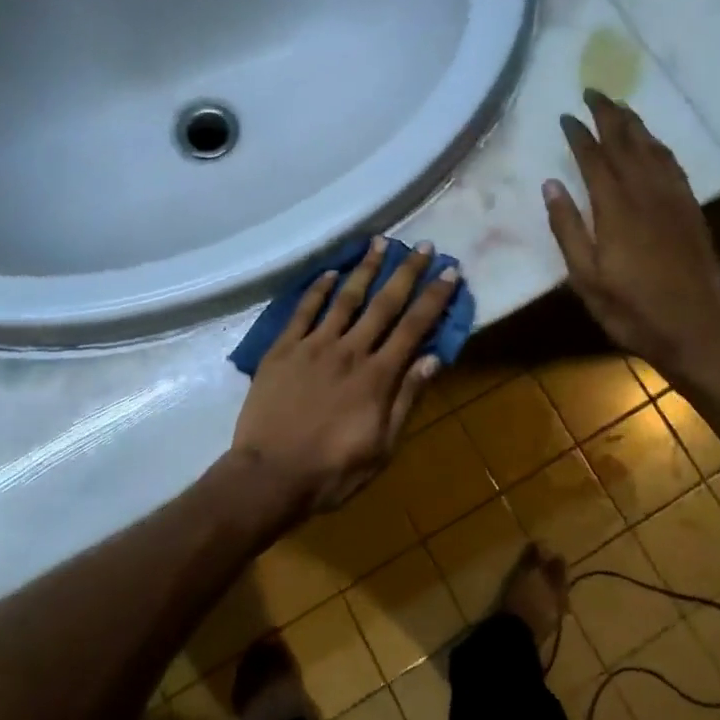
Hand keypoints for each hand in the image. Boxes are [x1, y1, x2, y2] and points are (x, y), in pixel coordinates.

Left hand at [231, 238, 457, 519]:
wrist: (269, 476)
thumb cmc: (332, 471)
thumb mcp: (382, 447)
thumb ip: (406, 400)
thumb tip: (432, 359)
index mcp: (377, 376)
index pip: (414, 328)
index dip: (434, 298)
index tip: (450, 272)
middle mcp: (349, 351)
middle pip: (384, 304)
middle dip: (406, 272)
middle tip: (423, 246)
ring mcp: (313, 346)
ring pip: (344, 299)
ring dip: (365, 269)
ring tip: (379, 242)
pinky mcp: (282, 349)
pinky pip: (303, 311)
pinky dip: (318, 290)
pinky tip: (330, 273)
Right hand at [543, 89, 719, 382]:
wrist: (695, 331)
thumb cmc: (631, 310)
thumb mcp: (586, 279)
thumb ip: (567, 229)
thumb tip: (551, 185)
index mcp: (615, 210)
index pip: (594, 159)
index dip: (579, 135)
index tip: (566, 115)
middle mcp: (646, 195)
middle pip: (626, 144)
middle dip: (608, 115)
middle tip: (594, 92)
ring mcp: (674, 201)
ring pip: (653, 150)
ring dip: (635, 124)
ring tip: (620, 107)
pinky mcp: (692, 211)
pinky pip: (674, 166)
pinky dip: (660, 147)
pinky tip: (653, 143)